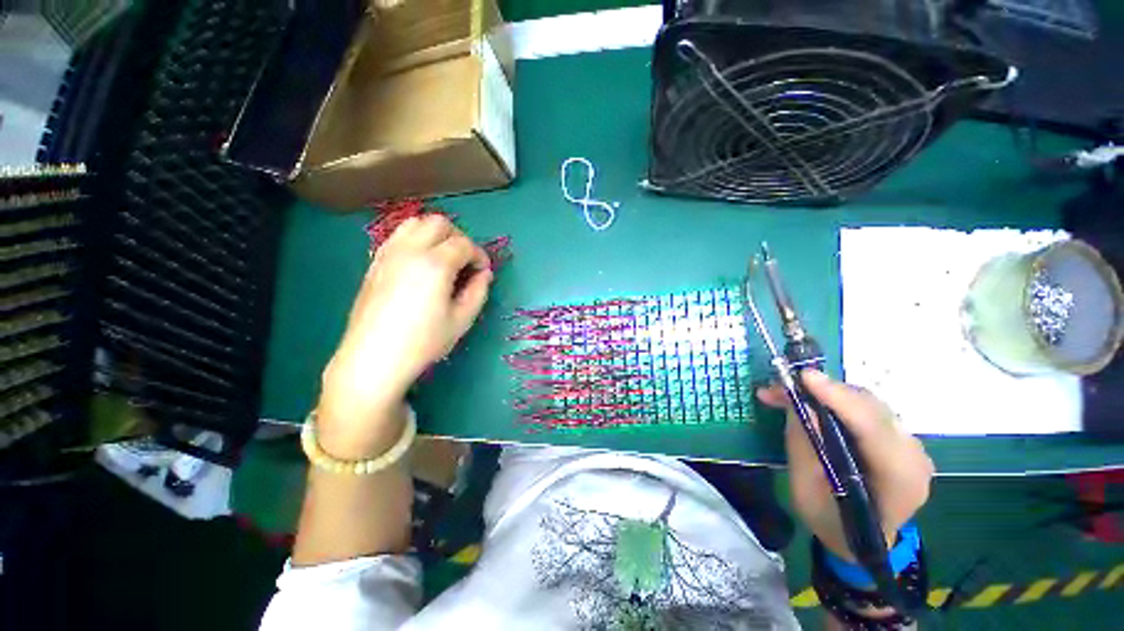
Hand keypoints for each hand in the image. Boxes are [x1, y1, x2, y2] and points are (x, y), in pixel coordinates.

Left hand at [317, 215, 492, 457]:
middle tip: (465, 263)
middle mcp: (411, 250)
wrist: (374, 357)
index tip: (483, 273)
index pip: (464, 244)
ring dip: (436, 235)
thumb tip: (484, 274)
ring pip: (416, 223)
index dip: (480, 256)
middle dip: (459, 238)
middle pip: (440, 224)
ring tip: (443, 259)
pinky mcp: (375, 262)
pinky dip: (415, 240)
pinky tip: (420, 264)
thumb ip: (478, 291)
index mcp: (436, 264)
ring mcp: (389, 253)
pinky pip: (398, 236)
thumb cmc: (423, 342)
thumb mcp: (461, 319)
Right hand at [758, 371, 933, 561]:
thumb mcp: (807, 489)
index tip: (804, 377)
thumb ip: (805, 446)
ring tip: (784, 394)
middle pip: (870, 409)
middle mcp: (913, 456)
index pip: (873, 429)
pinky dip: (834, 401)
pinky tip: (808, 402)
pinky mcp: (898, 438)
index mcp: (898, 481)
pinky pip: (865, 410)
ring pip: (866, 404)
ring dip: (824, 394)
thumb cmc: (831, 523)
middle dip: (823, 392)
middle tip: (778, 388)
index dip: (839, 399)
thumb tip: (798, 403)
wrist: (861, 542)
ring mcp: (910, 446)